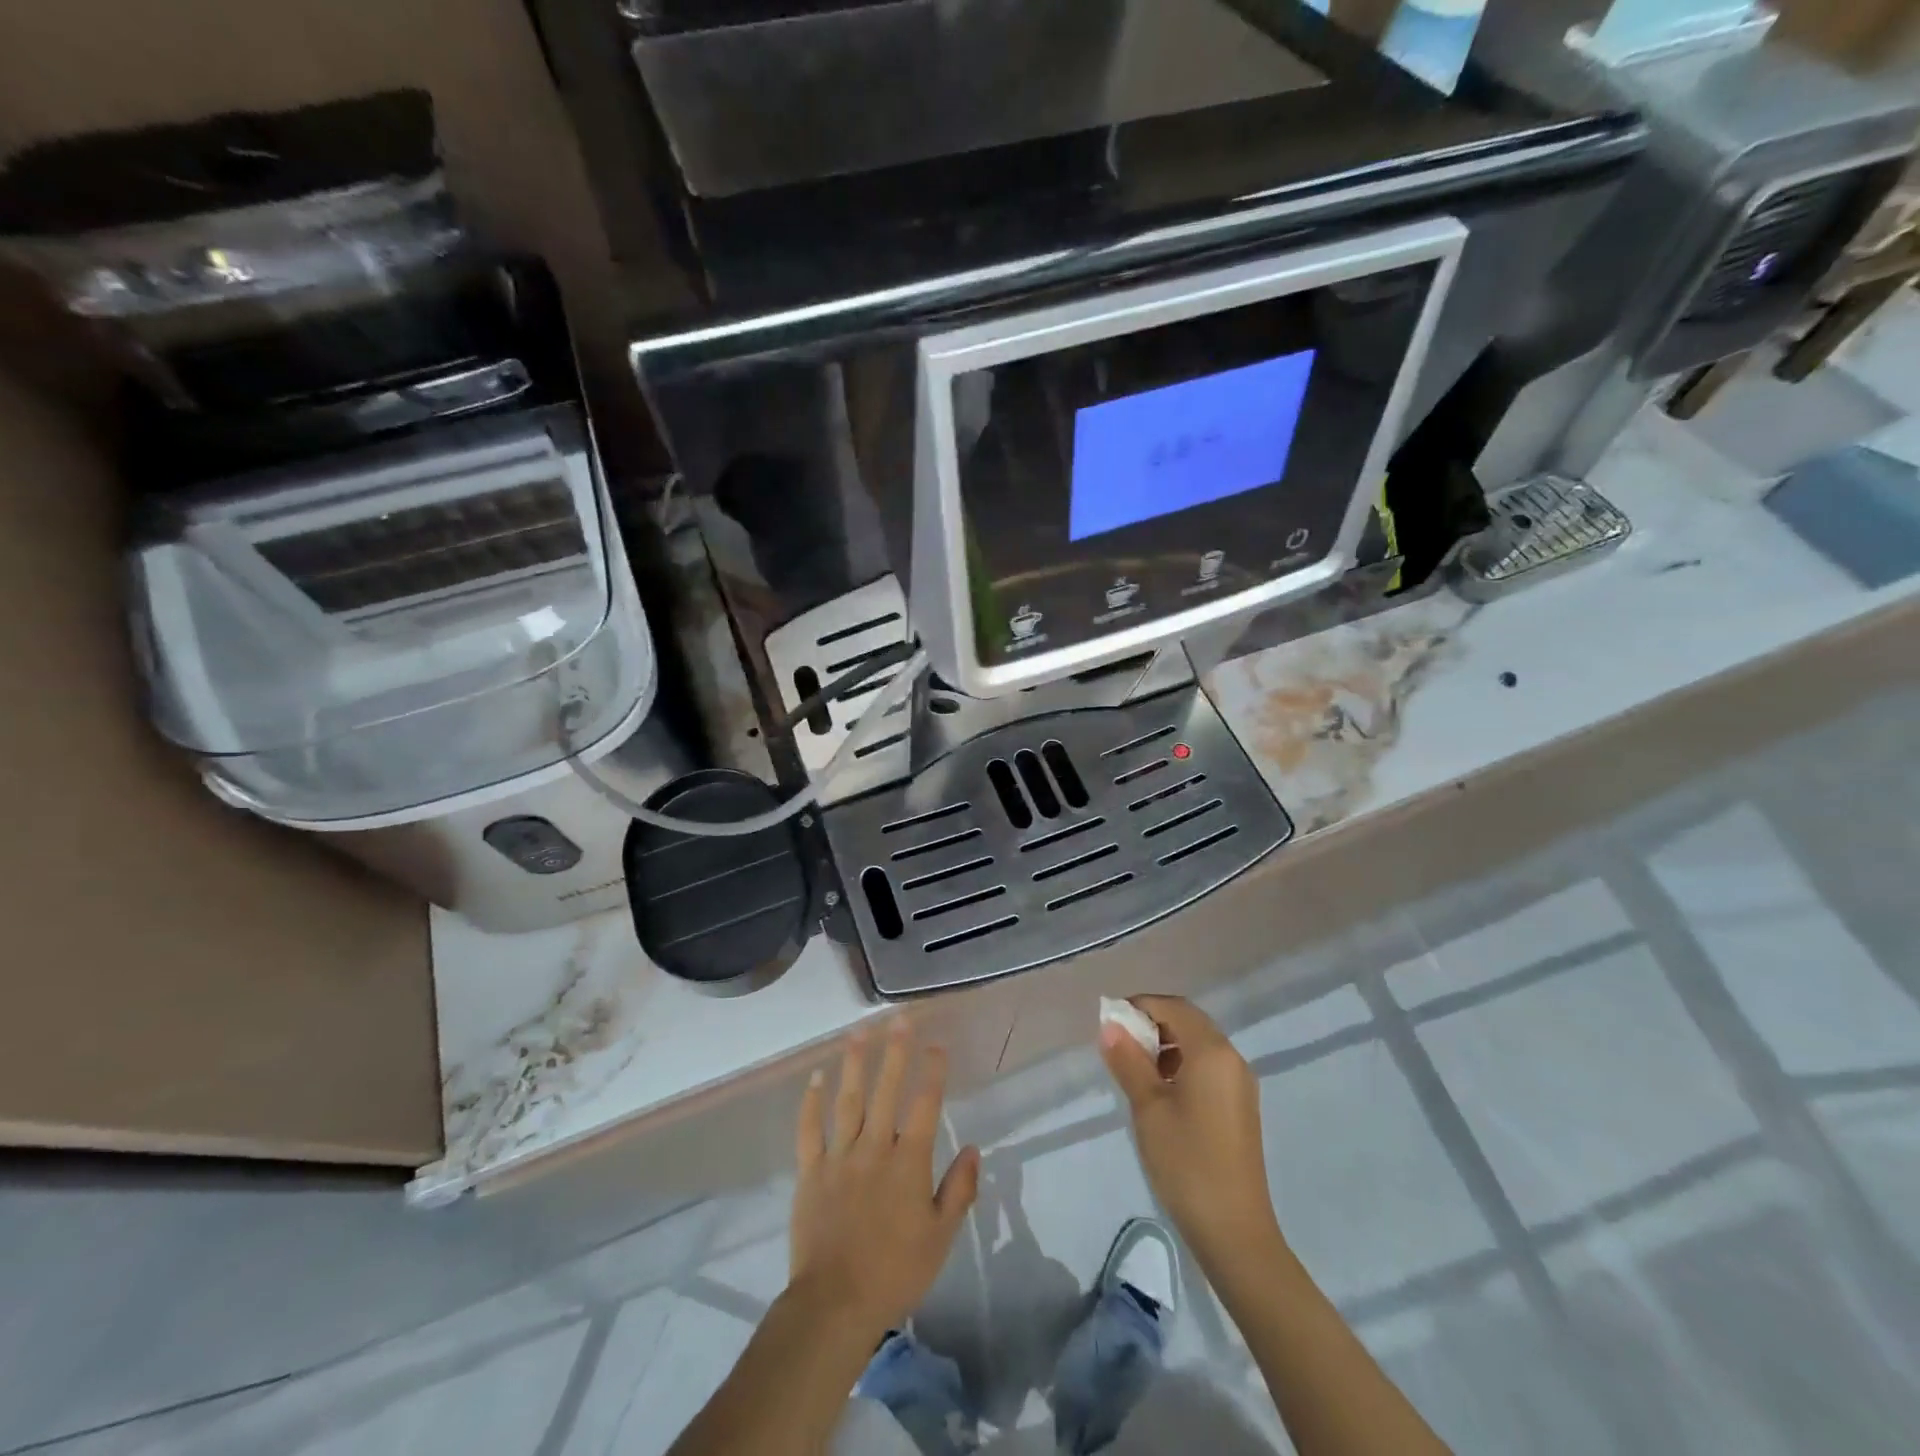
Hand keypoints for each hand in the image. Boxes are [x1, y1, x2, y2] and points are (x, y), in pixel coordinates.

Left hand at [789, 1021, 980, 1341]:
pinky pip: (809, 1130)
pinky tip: (815, 1077)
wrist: (835, 1304)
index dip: (933, 1072)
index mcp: (908, 1162)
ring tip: (858, 1032)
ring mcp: (839, 1156)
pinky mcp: (811, 1171)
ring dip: (854, 1063)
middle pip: (886, 1090)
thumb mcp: (940, 1237)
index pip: (925, 1105)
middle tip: (898, 1019)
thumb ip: (958, 1190)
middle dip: (894, 1052)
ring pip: (847, 1100)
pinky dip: (811, 1102)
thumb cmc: (895, 1271)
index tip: (937, 1044)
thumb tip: (972, 1147)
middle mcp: (874, 1148)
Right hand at [1099, 995, 1282, 1269]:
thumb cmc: (1186, 1162)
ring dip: (1165, 1046)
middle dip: (1152, 1024)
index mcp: (1212, 1052)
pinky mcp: (1239, 1107)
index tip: (1110, 1023)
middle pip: (1189, 1021)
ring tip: (1134, 1071)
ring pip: (1198, 1045)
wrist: (1235, 1232)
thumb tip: (1110, 1026)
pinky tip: (1159, 1094)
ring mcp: (1240, 1084)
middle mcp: (1232, 1059)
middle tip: (1118, 1045)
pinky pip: (1207, 1068)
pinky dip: (1181, 1066)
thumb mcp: (1148, 1108)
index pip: (1174, 1007)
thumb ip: (1128, 1061)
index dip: (1140, 1006)